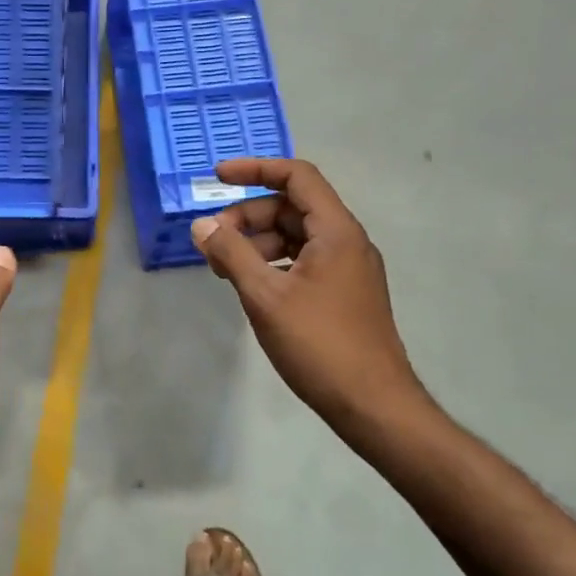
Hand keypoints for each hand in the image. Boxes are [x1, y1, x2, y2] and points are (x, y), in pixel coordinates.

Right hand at [191, 158, 434, 440]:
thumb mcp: (265, 296)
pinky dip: (272, 263)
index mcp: (336, 232)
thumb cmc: (319, 344)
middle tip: (212, 242)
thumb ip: (231, 253)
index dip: (255, 169)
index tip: (217, 176)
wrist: (374, 406)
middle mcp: (347, 242)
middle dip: (247, 216)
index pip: (297, 177)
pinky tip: (250, 286)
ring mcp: (348, 269)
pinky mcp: (343, 294)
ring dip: (256, 242)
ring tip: (224, 269)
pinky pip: (302, 261)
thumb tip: (201, 225)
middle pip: (291, 207)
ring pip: (295, 236)